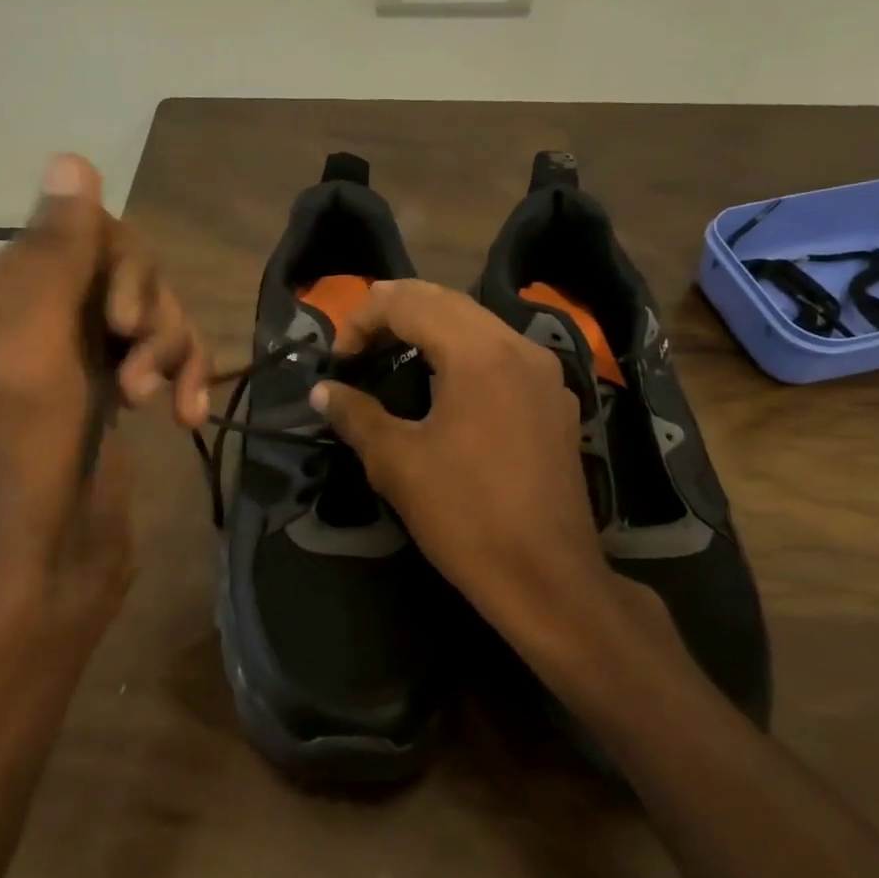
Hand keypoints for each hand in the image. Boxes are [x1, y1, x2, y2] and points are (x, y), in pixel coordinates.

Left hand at [0, 154, 207, 599]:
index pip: (84, 230)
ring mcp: (82, 346)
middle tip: (138, 368)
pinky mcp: (117, 378)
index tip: (122, 322)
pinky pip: (166, 349)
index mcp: (2, 289)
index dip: (122, 267)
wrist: (57, 544)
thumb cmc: (32, 445)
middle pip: (129, 267)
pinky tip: (186, 415)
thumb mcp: (35, 340)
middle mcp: (39, 308)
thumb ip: (55, 252)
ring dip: (169, 349)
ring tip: (156, 400)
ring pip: (155, 308)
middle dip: (149, 314)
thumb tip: (71, 156)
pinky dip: (182, 376)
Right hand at [309, 280, 611, 659]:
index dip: (363, 318)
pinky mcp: (556, 401)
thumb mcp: (397, 463)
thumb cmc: (465, 516)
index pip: (409, 303)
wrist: (546, 576)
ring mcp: (544, 373)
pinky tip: (446, 385)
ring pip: (479, 323)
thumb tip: (323, 391)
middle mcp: (518, 346)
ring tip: (394, 353)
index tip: (339, 358)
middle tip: (359, 341)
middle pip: (447, 301)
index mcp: (478, 352)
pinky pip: (504, 353)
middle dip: (397, 311)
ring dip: (432, 327)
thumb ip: (356, 415)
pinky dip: (465, 351)